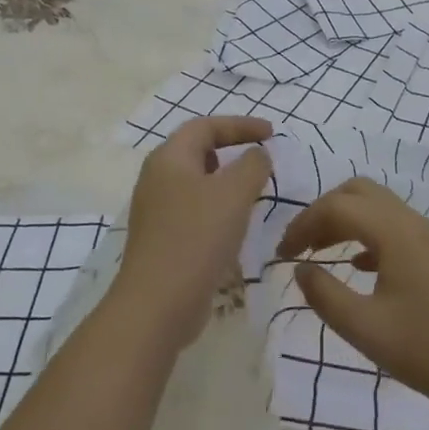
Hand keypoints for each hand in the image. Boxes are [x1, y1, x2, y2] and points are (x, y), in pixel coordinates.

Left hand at [112, 116, 273, 350]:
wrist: (157, 304)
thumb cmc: (197, 237)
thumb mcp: (234, 193)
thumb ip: (253, 165)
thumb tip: (258, 154)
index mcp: (169, 158)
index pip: (206, 126)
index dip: (240, 125)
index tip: (272, 134)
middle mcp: (157, 178)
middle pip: (197, 151)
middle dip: (231, 150)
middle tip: (260, 160)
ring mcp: (156, 211)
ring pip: (196, 183)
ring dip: (226, 183)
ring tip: (253, 193)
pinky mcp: (161, 239)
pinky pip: (193, 211)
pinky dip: (217, 209)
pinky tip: (235, 228)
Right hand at [275, 178, 428, 417]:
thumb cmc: (427, 350)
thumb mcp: (364, 328)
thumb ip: (324, 294)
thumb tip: (300, 269)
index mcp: (394, 231)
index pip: (336, 207)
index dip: (302, 224)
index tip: (281, 254)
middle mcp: (412, 221)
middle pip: (358, 192)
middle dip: (323, 211)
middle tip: (301, 245)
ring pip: (378, 207)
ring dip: (346, 220)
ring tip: (321, 254)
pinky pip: (395, 226)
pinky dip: (368, 235)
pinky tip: (359, 268)